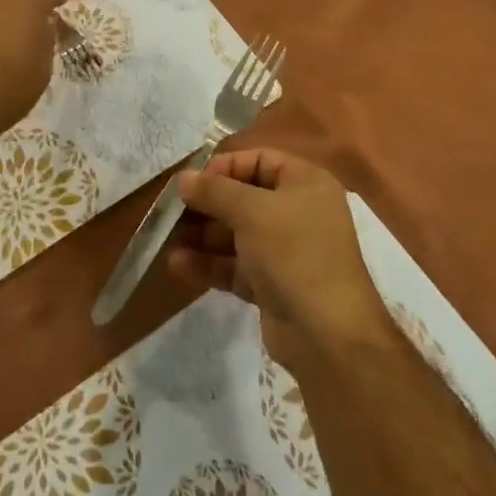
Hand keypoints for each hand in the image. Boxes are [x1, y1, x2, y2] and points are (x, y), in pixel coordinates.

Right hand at [167, 149, 394, 379]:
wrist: (327, 334)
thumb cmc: (293, 253)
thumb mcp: (251, 211)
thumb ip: (214, 191)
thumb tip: (183, 178)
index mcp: (304, 183)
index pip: (259, 160)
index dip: (224, 167)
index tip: (191, 182)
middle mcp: (297, 211)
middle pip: (243, 198)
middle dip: (206, 205)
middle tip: (170, 212)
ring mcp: (284, 250)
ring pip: (235, 234)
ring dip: (201, 236)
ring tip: (167, 240)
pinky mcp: (271, 284)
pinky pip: (234, 266)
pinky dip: (209, 264)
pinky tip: (178, 266)